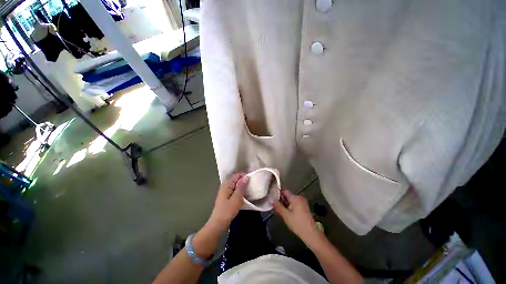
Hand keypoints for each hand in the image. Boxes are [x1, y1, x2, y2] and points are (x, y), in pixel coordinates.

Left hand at [207, 172, 248, 231]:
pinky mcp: (227, 196)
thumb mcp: (236, 198)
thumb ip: (241, 187)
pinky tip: (245, 194)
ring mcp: (226, 191)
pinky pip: (235, 190)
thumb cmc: (227, 211)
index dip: (245, 175)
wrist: (218, 224)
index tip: (253, 179)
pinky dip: (240, 190)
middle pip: (236, 179)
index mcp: (227, 184)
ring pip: (236, 185)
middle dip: (244, 180)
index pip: (237, 175)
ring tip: (250, 189)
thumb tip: (246, 176)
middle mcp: (225, 185)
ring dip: (243, 186)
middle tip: (253, 184)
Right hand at [273, 189, 320, 243]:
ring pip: (291, 200)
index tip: (272, 194)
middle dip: (281, 199)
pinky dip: (289, 206)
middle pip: (287, 195)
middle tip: (273, 203)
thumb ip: (278, 207)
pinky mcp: (304, 207)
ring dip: (285, 203)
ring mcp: (302, 202)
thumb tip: (272, 200)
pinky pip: (294, 203)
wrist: (311, 234)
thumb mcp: (286, 216)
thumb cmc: (298, 224)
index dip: (278, 192)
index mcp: (295, 198)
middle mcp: (299, 198)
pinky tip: (285, 211)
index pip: (285, 191)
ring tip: (277, 208)